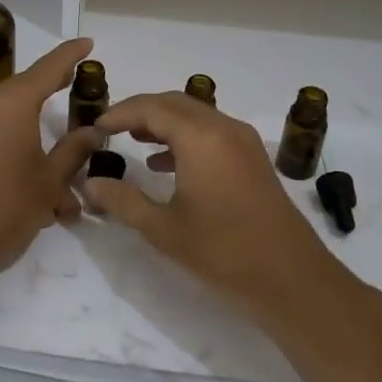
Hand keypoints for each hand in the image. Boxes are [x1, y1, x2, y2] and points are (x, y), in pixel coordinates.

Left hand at [0, 38, 102, 303]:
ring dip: (39, 146)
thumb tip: (92, 130)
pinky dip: (18, 155)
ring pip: (13, 124)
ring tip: (68, 187)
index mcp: (11, 102)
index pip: (48, 67)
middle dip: (57, 103)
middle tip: (83, 100)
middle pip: (28, 93)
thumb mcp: (47, 183)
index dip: (71, 55)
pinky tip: (37, 193)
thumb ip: (73, 152)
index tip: (88, 43)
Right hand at [82, 92, 350, 330]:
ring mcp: (242, 140)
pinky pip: (211, 131)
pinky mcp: (252, 157)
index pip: (151, 108)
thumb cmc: (223, 252)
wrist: (291, 278)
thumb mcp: (164, 229)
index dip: (119, 113)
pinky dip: (185, 136)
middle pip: (174, 103)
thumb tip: (90, 184)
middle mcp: (223, 128)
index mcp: (200, 138)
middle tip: (110, 128)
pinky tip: (165, 163)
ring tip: (133, 140)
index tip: (95, 126)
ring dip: (163, 122)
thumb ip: (123, 201)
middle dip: (140, 111)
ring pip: (195, 115)